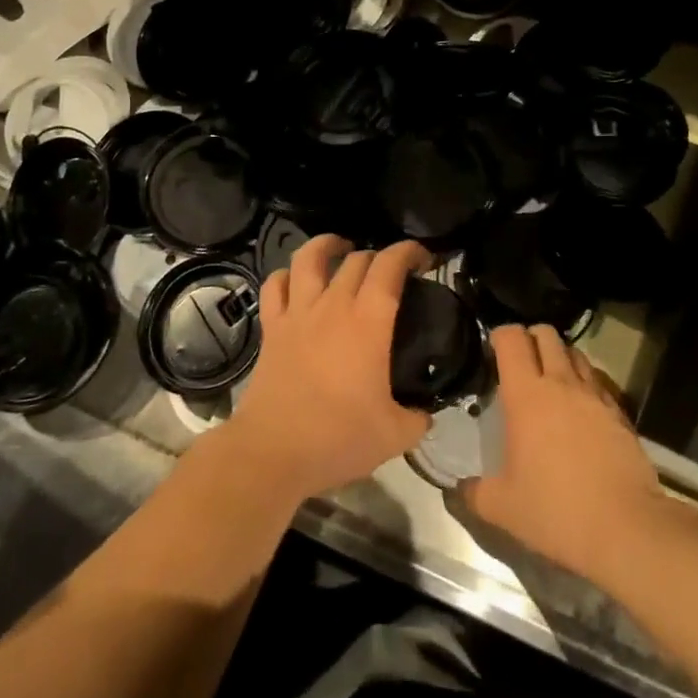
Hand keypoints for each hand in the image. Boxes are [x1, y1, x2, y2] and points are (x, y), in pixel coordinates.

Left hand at [222, 236, 432, 504]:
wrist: (273, 452)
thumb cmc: (338, 438)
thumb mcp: (396, 435)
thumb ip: (418, 418)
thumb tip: (426, 413)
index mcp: (369, 321)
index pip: (390, 266)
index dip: (409, 251)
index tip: (423, 259)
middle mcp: (333, 305)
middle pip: (357, 258)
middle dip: (379, 256)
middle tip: (391, 273)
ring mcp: (298, 313)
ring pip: (309, 257)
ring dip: (328, 245)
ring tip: (341, 248)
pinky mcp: (272, 328)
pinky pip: (274, 286)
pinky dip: (286, 275)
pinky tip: (296, 281)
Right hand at [460, 324, 668, 584]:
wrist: (627, 529)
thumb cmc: (556, 511)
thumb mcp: (503, 508)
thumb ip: (475, 493)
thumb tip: (460, 489)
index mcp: (526, 395)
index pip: (512, 339)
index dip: (500, 335)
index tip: (492, 350)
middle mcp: (561, 383)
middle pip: (546, 335)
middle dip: (531, 338)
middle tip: (520, 362)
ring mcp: (595, 395)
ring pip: (575, 353)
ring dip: (560, 356)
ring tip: (551, 379)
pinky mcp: (619, 412)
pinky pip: (598, 381)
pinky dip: (585, 381)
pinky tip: (581, 407)